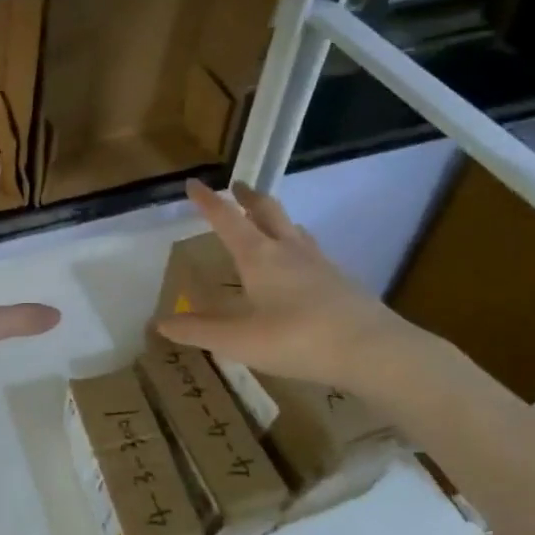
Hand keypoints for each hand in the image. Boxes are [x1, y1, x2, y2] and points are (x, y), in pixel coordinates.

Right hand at [154, 179, 443, 396]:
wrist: (374, 351)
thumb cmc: (297, 339)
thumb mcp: (238, 341)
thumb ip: (199, 331)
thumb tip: (160, 323)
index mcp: (258, 256)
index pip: (226, 219)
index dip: (207, 201)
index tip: (193, 184)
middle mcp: (288, 250)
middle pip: (267, 211)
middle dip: (248, 197)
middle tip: (237, 187)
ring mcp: (320, 263)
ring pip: (294, 229)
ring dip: (276, 217)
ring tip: (268, 219)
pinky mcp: (341, 281)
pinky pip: (313, 251)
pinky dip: (298, 245)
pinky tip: (302, 264)